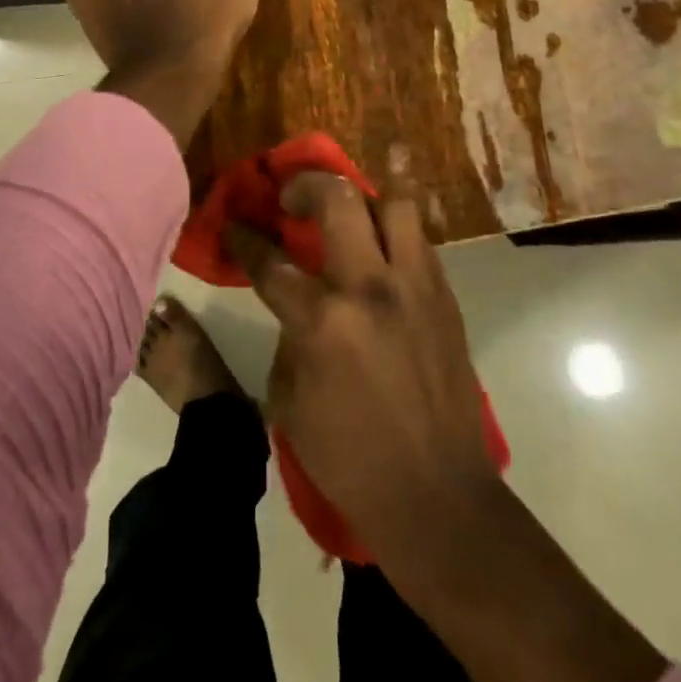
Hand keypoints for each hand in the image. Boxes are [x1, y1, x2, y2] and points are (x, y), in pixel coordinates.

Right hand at [226, 172, 501, 583]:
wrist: (437, 495)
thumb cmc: (350, 460)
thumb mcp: (290, 402)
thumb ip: (289, 338)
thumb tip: (296, 306)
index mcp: (323, 322)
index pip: (272, 261)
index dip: (245, 238)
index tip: (234, 225)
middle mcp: (371, 288)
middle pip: (339, 200)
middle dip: (306, 186)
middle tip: (293, 199)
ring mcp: (416, 287)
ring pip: (393, 206)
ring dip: (363, 205)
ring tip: (349, 223)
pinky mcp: (446, 298)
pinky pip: (419, 243)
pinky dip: (394, 239)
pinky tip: (382, 261)